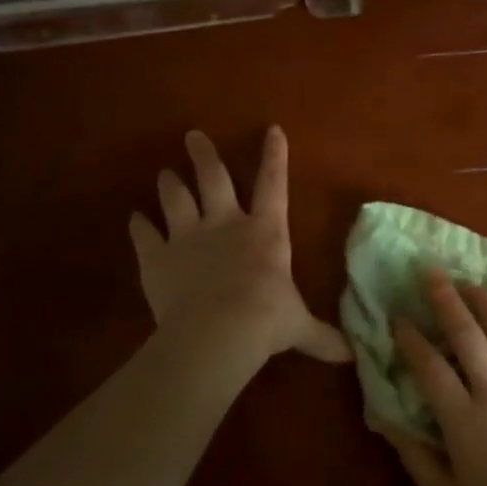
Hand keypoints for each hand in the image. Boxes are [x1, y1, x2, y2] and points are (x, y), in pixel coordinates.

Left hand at [129, 127, 350, 367]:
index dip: (275, 157)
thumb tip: (353, 356)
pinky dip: (139, 225)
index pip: (274, 185)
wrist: (218, 332)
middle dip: (204, 155)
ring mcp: (187, 237)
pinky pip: (144, 235)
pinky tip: (134, 218)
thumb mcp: (300, 327)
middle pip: (213, 179)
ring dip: (169, 184)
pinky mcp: (156, 258)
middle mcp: (225, 224)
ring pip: (175, 199)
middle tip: (193, 135)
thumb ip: (322, 337)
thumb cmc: (267, 321)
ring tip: (164, 173)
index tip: (272, 129)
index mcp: (265, 232)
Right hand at [385, 269, 486, 485]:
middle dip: (446, 299)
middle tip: (432, 273)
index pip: (430, 367)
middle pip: (467, 334)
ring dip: (484, 302)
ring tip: (468, 284)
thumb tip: (386, 422)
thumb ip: (416, 457)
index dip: (411, 339)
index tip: (399, 317)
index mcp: (465, 420)